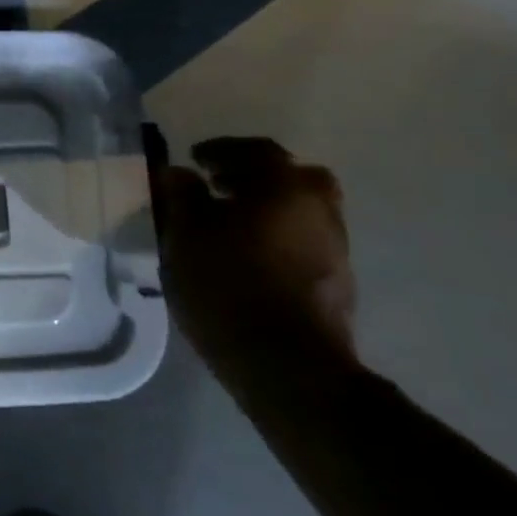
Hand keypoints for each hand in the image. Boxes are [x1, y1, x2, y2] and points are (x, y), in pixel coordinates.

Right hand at [155, 137, 357, 384]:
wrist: (286, 365)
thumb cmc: (226, 285)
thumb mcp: (184, 234)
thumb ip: (181, 196)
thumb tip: (179, 172)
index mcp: (283, 187)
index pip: (256, 150)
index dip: (221, 150)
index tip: (194, 159)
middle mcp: (319, 209)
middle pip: (292, 177)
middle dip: (256, 176)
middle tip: (220, 186)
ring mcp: (335, 248)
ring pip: (302, 210)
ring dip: (270, 208)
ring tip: (229, 224)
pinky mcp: (337, 282)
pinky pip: (305, 240)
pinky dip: (279, 235)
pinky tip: (248, 254)